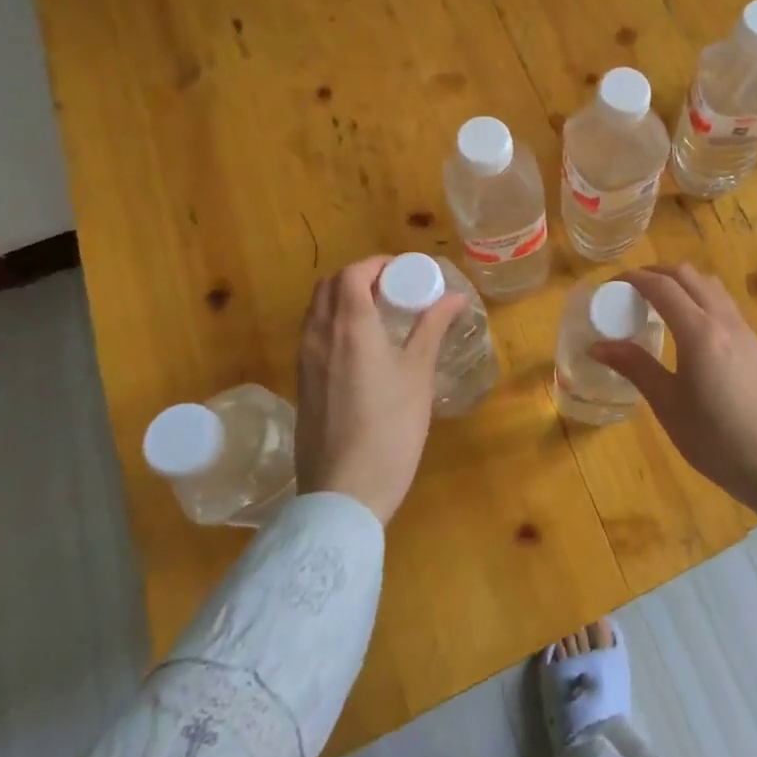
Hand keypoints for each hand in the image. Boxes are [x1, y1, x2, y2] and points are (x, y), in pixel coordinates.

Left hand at [295, 256, 463, 523]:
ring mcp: (305, 361)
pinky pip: (314, 334)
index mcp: (350, 327)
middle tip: (395, 288)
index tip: (406, 272)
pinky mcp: (302, 384)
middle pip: (330, 286)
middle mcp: (319, 336)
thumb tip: (454, 296)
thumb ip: (433, 328)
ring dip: (345, 298)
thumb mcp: (419, 374)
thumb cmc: (390, 428)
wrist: (344, 492)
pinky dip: (335, 322)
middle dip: (361, 276)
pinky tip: (363, 346)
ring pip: (318, 310)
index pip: (353, 273)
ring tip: (381, 313)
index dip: (378, 264)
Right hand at [591, 263, 756, 591]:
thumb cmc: (716, 439)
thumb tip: (598, 346)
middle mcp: (723, 319)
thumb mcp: (668, 405)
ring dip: (682, 282)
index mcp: (699, 332)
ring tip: (659, 302)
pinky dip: (700, 297)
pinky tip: (689, 326)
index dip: (635, 277)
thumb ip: (635, 367)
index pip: (662, 286)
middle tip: (632, 289)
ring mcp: (744, 329)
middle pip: (688, 275)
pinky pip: (724, 303)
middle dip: (657, 272)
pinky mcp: (755, 343)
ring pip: (710, 285)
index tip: (612, 283)